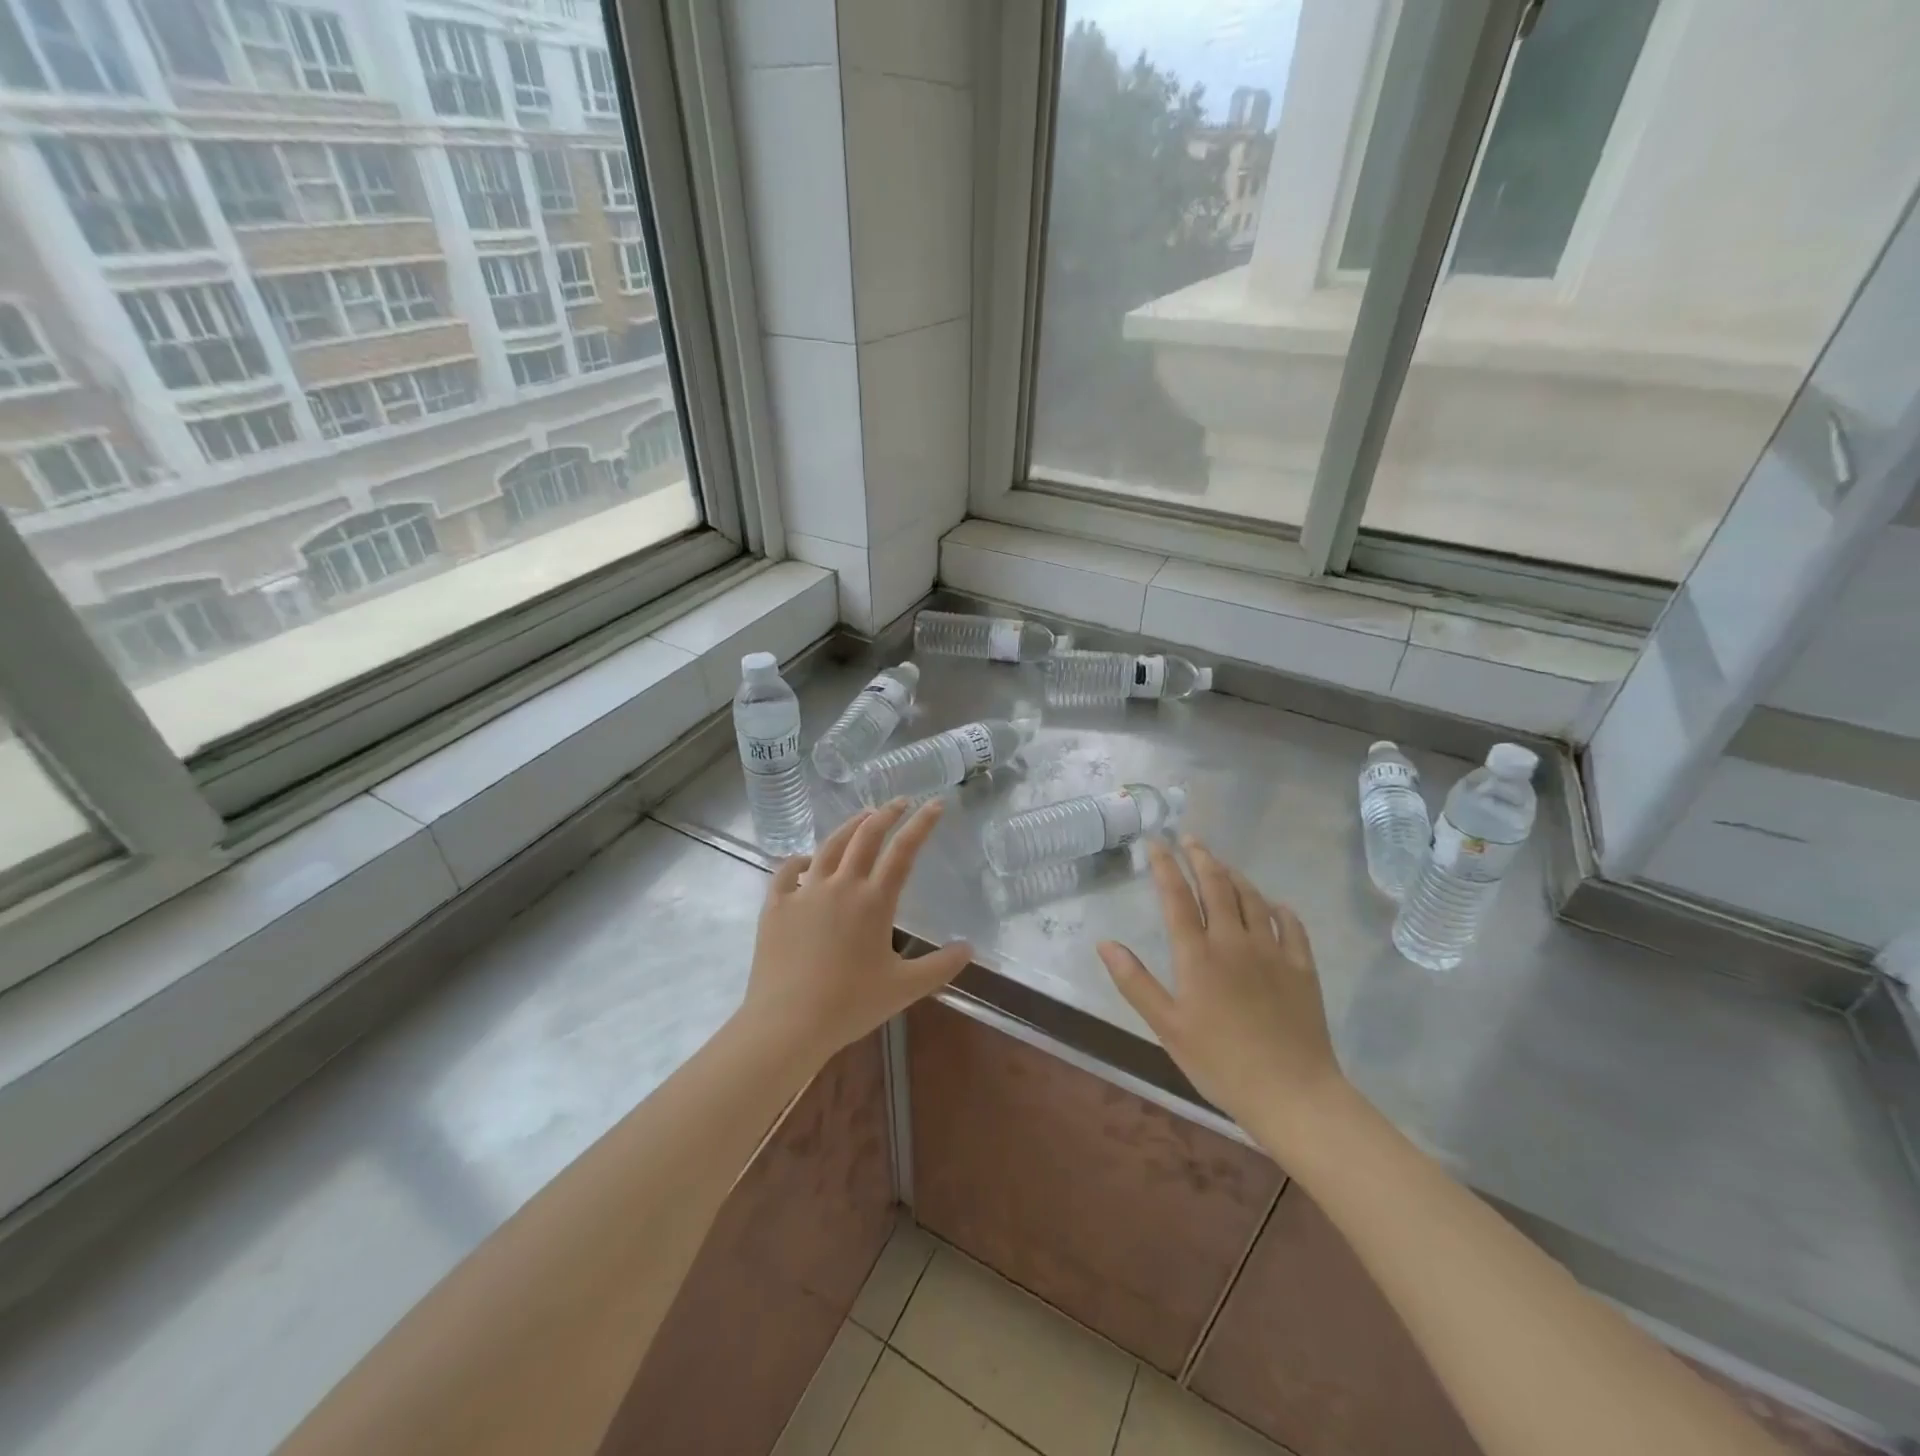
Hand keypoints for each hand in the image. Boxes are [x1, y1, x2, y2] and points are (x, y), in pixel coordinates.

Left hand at [741, 799, 971, 1070]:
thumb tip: (970, 948)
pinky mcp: (776, 905)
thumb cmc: (849, 1005)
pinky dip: (800, 860)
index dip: (922, 824)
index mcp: (874, 901)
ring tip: (863, 816)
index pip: (903, 851)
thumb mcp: (904, 989)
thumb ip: (940, 966)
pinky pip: (788, 872)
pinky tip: (806, 860)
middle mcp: (841, 885)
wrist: (787, 1023)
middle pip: (866, 836)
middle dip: (887, 813)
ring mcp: (805, 892)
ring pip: (829, 846)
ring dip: (849, 826)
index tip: (936, 803)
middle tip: (900, 801)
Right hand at [1096, 836, 1349, 1154]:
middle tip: (1190, 839)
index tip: (1156, 842)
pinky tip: (1273, 905)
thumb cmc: (1220, 1063)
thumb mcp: (1167, 1027)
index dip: (1165, 866)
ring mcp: (1272, 951)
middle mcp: (1234, 941)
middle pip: (1216, 886)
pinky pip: (1291, 925)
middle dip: (1200, 857)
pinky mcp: (1302, 967)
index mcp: (1197, 955)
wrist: (1292, 1093)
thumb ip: (1134, 982)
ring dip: (1234, 875)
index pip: (1176, 897)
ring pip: (1252, 898)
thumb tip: (1105, 943)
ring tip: (1222, 864)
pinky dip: (1278, 907)